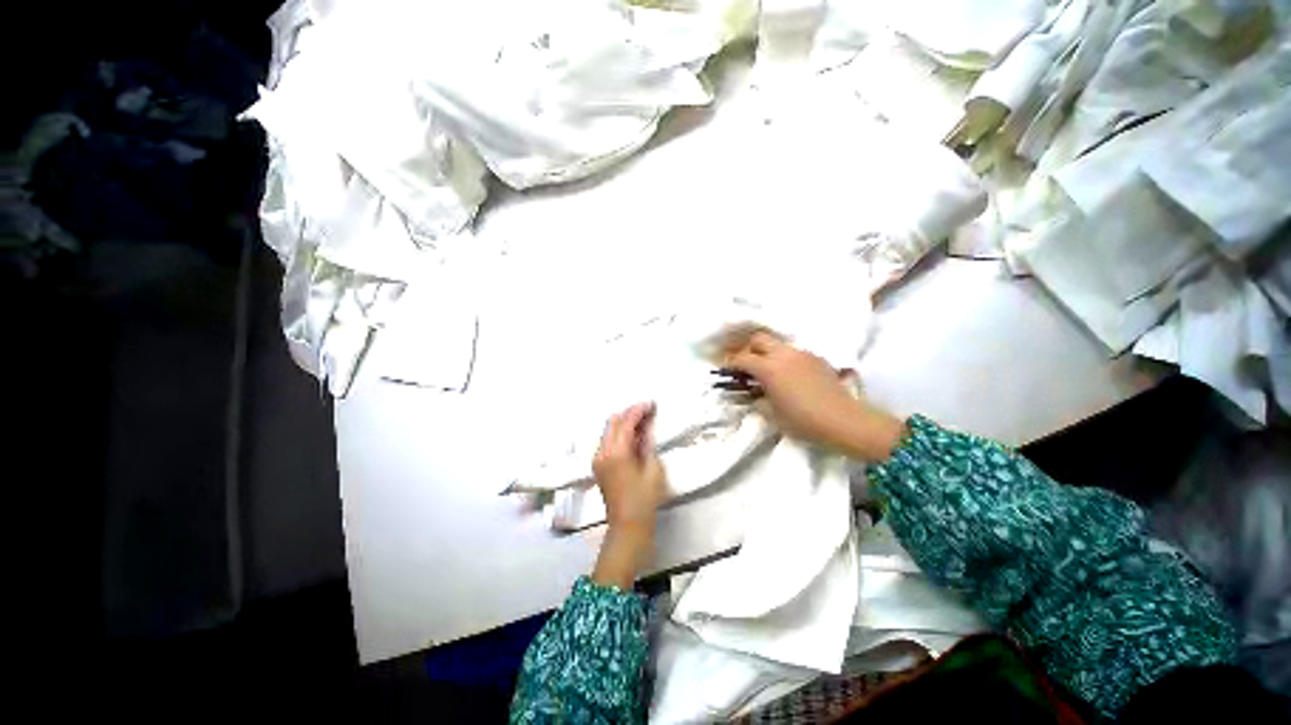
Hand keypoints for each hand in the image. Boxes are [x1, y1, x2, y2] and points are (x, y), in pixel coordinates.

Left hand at [592, 402, 666, 529]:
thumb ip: (648, 444)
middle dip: (629, 413)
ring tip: (643, 423)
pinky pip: (607, 441)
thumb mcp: (653, 470)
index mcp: (616, 453)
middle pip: (613, 422)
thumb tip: (646, 428)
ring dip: (624, 423)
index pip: (625, 422)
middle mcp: (602, 452)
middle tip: (647, 411)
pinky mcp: (598, 466)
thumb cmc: (644, 500)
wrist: (627, 527)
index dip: (638, 410)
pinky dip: (619, 434)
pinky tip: (633, 437)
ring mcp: (597, 459)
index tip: (651, 404)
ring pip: (608, 430)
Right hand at [726, 333, 903, 460]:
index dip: (731, 363)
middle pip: (759, 339)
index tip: (727, 370)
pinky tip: (790, 375)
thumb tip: (751, 393)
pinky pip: (794, 352)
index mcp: (769, 369)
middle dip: (748, 349)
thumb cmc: (804, 421)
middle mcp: (783, 355)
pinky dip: (785, 359)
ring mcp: (802, 354)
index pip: (742, 358)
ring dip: (768, 353)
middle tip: (746, 365)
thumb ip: (757, 399)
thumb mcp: (772, 414)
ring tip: (769, 371)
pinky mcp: (817, 358)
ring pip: (778, 344)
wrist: (845, 421)